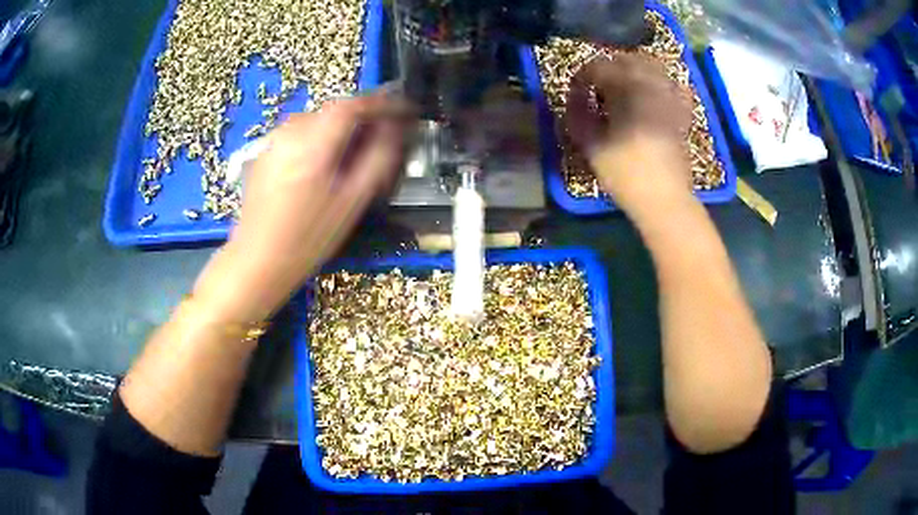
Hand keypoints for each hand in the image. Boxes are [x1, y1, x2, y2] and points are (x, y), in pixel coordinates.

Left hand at [195, 93, 409, 322]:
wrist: (258, 259)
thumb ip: (378, 159)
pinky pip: (300, 133)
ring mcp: (274, 140)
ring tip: (355, 151)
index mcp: (313, 143)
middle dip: (362, 117)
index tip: (403, 109)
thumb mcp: (351, 202)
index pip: (353, 105)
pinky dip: (320, 138)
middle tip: (383, 135)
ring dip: (341, 128)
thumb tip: (394, 130)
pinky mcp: (265, 151)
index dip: (381, 103)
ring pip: (318, 121)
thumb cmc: (308, 237)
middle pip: (334, 110)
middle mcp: (291, 132)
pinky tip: (324, 163)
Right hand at [564, 54, 691, 210]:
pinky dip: (662, 83)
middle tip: (596, 86)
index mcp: (626, 89)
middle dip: (608, 68)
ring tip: (623, 86)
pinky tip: (654, 93)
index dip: (582, 77)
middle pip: (627, 60)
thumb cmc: (625, 172)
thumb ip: (577, 115)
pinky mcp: (680, 113)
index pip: (599, 67)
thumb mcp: (591, 145)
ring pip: (652, 68)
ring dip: (634, 70)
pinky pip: (674, 87)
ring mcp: (669, 98)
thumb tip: (573, 98)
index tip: (575, 93)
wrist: (664, 199)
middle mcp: (650, 85)